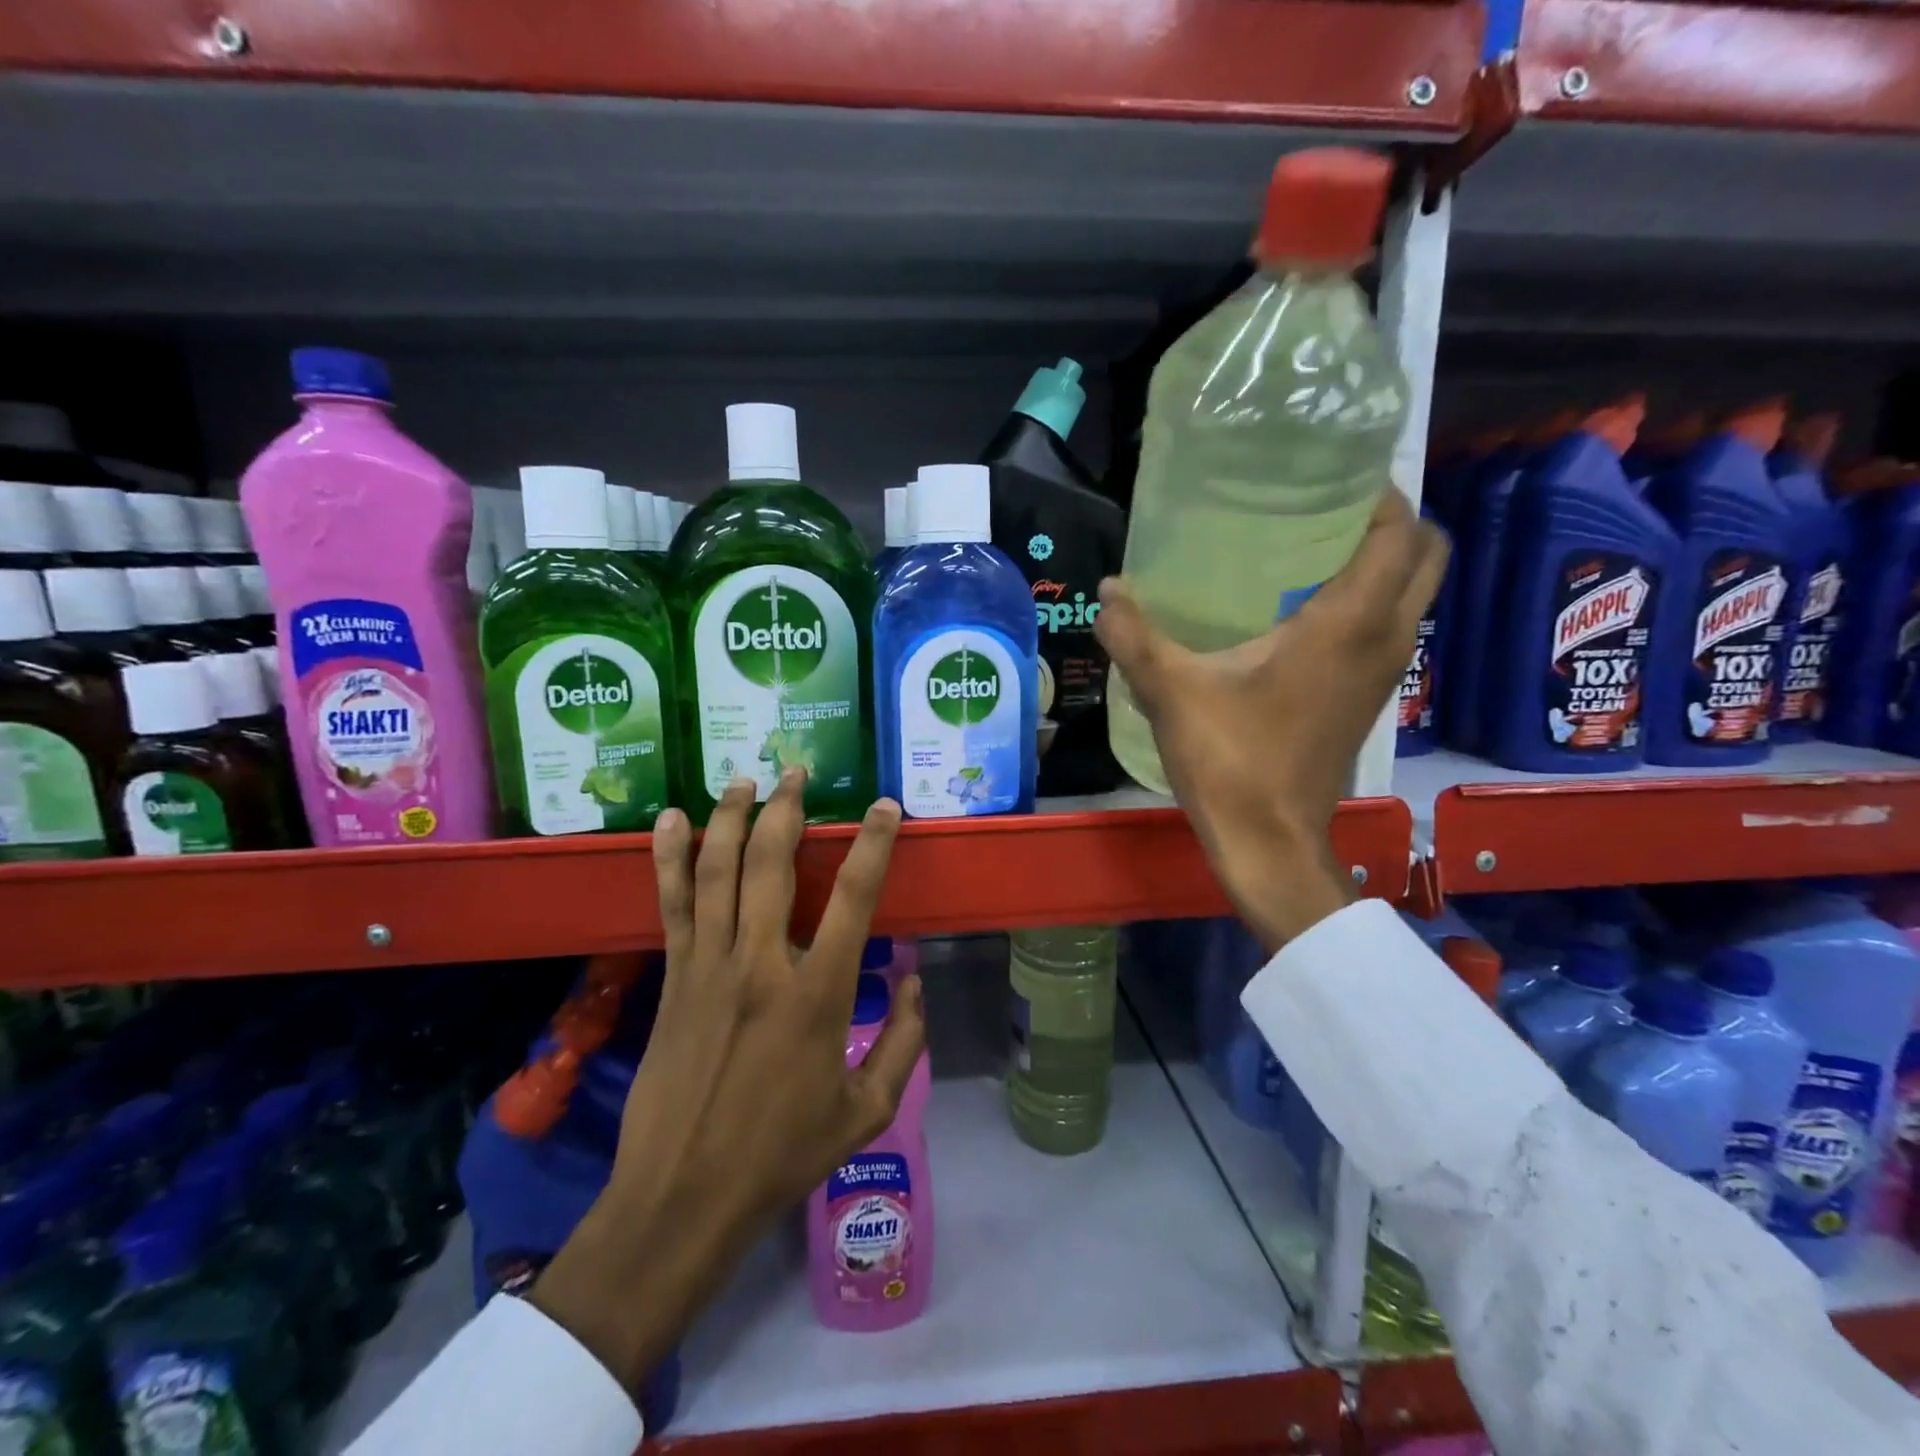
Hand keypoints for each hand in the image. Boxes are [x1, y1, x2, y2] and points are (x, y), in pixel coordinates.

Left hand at [531, 771, 925, 1391]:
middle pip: (773, 864)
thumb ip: (903, 1042)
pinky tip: (668, 820)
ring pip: (718, 870)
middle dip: (787, 809)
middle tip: (796, 772)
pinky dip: (669, 857)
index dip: (872, 844)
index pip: (853, 898)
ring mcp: (709, 965)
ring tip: (745, 780)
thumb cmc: (782, 1154)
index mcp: (818, 995)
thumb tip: (915, 981)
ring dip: (732, 818)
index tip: (884, 807)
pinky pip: (672, 904)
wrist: (683, 1195)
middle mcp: (761, 964)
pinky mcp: (674, 976)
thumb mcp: (866, 1112)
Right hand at [1096, 489, 1447, 953]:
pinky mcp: (1367, 699)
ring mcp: (1384, 673)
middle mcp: (1384, 639)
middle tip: (1327, 510)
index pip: (1400, 533)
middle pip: (1425, 556)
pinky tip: (1300, 613)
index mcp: (1348, 624)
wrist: (1268, 841)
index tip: (1334, 476)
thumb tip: (1108, 589)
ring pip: (1412, 595)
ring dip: (1383, 563)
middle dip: (1392, 522)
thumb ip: (1135, 636)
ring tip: (1311, 551)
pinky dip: (1368, 603)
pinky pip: (1388, 628)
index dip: (1380, 494)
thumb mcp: (1172, 692)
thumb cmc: (1231, 760)